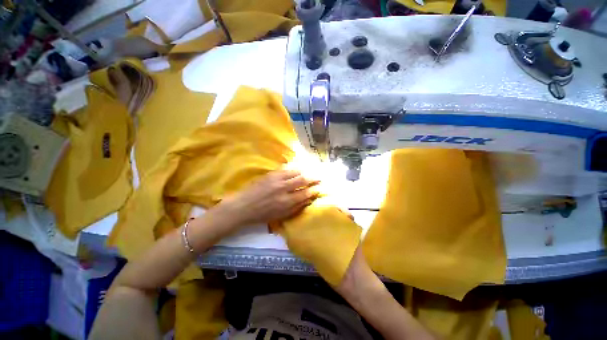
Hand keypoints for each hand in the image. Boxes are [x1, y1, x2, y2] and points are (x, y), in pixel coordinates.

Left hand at [219, 170, 319, 227]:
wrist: (243, 206)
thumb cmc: (263, 214)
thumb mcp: (281, 215)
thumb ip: (296, 207)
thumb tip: (308, 199)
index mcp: (287, 202)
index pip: (305, 193)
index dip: (314, 190)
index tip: (320, 187)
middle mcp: (284, 189)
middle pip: (303, 180)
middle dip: (313, 178)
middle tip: (320, 177)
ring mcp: (277, 179)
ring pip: (295, 172)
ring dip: (305, 171)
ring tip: (310, 171)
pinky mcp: (271, 174)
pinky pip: (286, 168)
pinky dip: (294, 168)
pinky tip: (298, 168)